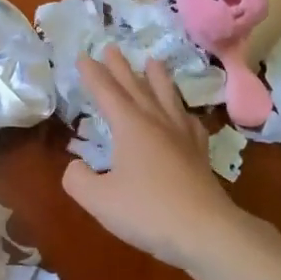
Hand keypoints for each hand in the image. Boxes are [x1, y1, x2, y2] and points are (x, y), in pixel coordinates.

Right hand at [62, 47, 245, 268]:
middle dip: (121, 68)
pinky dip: (181, 110)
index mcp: (131, 127)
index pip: (107, 93)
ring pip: (167, 98)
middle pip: (137, 88)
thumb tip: (76, 167)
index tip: (84, 56)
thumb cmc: (146, 211)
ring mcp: (182, 137)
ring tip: (153, 62)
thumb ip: (78, 179)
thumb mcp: (98, 199)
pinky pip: (189, 121)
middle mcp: (157, 124)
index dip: (93, 75)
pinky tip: (183, 113)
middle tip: (112, 48)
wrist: (204, 231)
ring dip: (157, 79)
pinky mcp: (199, 154)